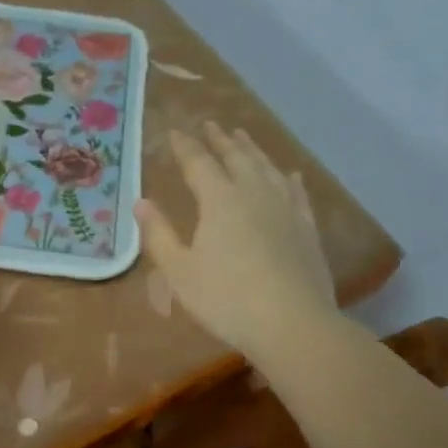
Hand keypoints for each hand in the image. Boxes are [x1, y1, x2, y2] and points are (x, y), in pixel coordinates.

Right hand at [134, 124, 336, 358]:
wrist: (293, 324)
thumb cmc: (227, 299)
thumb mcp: (180, 271)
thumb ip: (158, 234)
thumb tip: (140, 202)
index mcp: (219, 200)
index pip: (198, 163)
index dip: (184, 146)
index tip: (174, 132)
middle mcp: (253, 193)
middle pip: (235, 157)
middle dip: (220, 140)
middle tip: (210, 124)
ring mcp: (285, 208)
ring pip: (267, 168)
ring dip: (252, 150)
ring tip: (243, 137)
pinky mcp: (307, 228)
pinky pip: (297, 193)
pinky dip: (289, 179)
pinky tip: (290, 174)